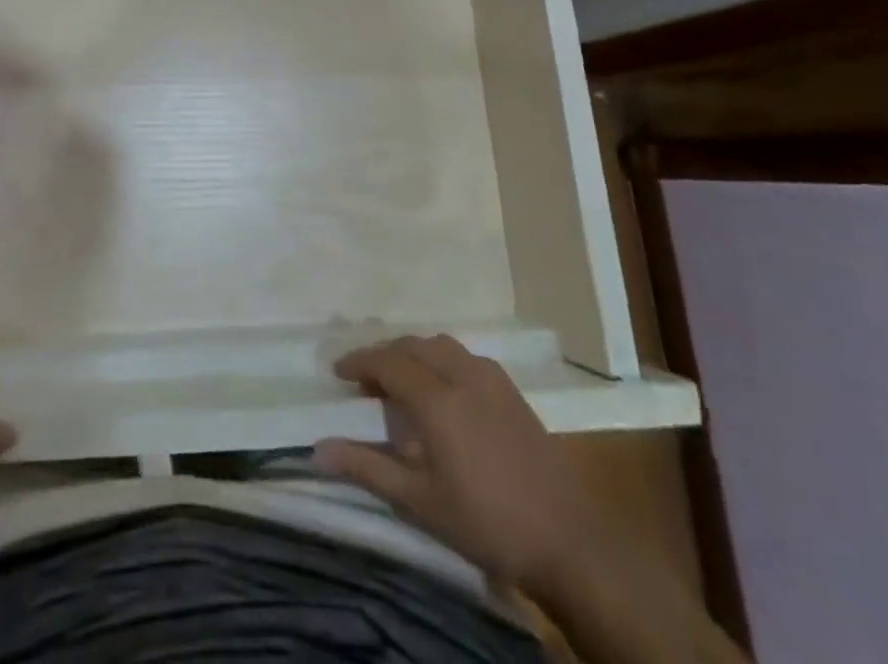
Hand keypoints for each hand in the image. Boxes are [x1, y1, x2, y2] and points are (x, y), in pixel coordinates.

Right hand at [313, 334, 604, 594]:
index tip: (337, 372)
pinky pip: (466, 357)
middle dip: (384, 355)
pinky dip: (443, 360)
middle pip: (413, 346)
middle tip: (365, 380)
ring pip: (441, 345)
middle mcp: (462, 376)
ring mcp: (492, 381)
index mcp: (437, 399)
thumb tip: (317, 449)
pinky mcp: (513, 392)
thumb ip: (367, 469)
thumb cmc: (486, 522)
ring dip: (414, 353)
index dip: (359, 362)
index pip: (387, 362)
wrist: (569, 542)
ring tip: (402, 379)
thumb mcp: (419, 501)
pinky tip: (445, 389)